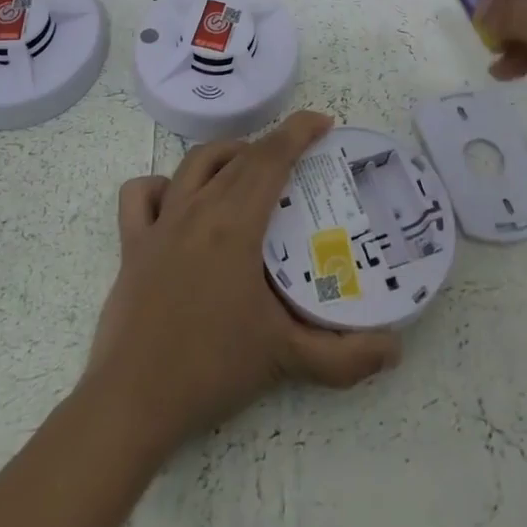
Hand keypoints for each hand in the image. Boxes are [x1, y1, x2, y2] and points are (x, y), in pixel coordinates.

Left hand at [84, 110, 401, 453]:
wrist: (132, 404)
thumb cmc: (211, 369)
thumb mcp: (285, 358)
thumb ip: (345, 357)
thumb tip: (395, 350)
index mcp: (235, 223)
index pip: (272, 158)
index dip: (299, 131)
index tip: (324, 123)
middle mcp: (198, 209)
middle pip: (240, 156)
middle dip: (274, 145)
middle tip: (302, 157)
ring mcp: (160, 223)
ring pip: (195, 163)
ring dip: (227, 154)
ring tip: (249, 169)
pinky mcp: (132, 244)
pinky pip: (141, 195)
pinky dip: (163, 185)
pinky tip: (180, 201)